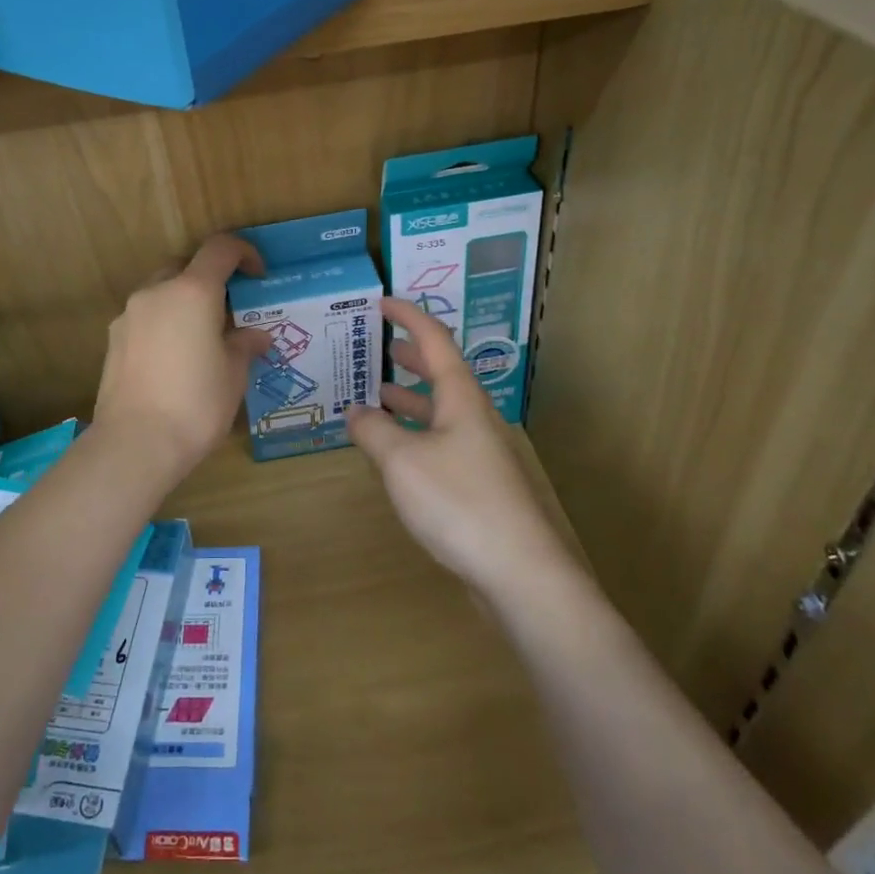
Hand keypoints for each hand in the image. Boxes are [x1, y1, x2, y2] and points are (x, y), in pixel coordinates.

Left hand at [94, 235, 272, 478]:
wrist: (135, 443)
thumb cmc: (196, 404)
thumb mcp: (233, 375)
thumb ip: (244, 345)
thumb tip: (256, 335)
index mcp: (192, 291)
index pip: (220, 249)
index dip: (244, 253)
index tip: (258, 276)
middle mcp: (157, 292)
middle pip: (186, 267)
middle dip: (210, 281)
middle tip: (230, 312)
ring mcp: (129, 315)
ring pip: (162, 292)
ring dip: (184, 303)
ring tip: (201, 339)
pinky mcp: (113, 340)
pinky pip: (145, 318)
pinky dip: (164, 324)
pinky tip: (174, 359)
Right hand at [349, 298, 572, 596]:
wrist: (519, 572)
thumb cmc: (458, 502)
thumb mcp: (402, 461)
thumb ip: (373, 431)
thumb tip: (355, 412)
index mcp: (461, 396)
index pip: (434, 339)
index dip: (407, 316)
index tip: (381, 301)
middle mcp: (473, 416)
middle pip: (441, 372)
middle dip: (409, 355)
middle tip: (377, 346)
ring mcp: (479, 451)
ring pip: (440, 410)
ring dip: (410, 397)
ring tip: (376, 394)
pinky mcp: (478, 483)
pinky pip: (440, 441)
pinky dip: (414, 433)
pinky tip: (395, 450)